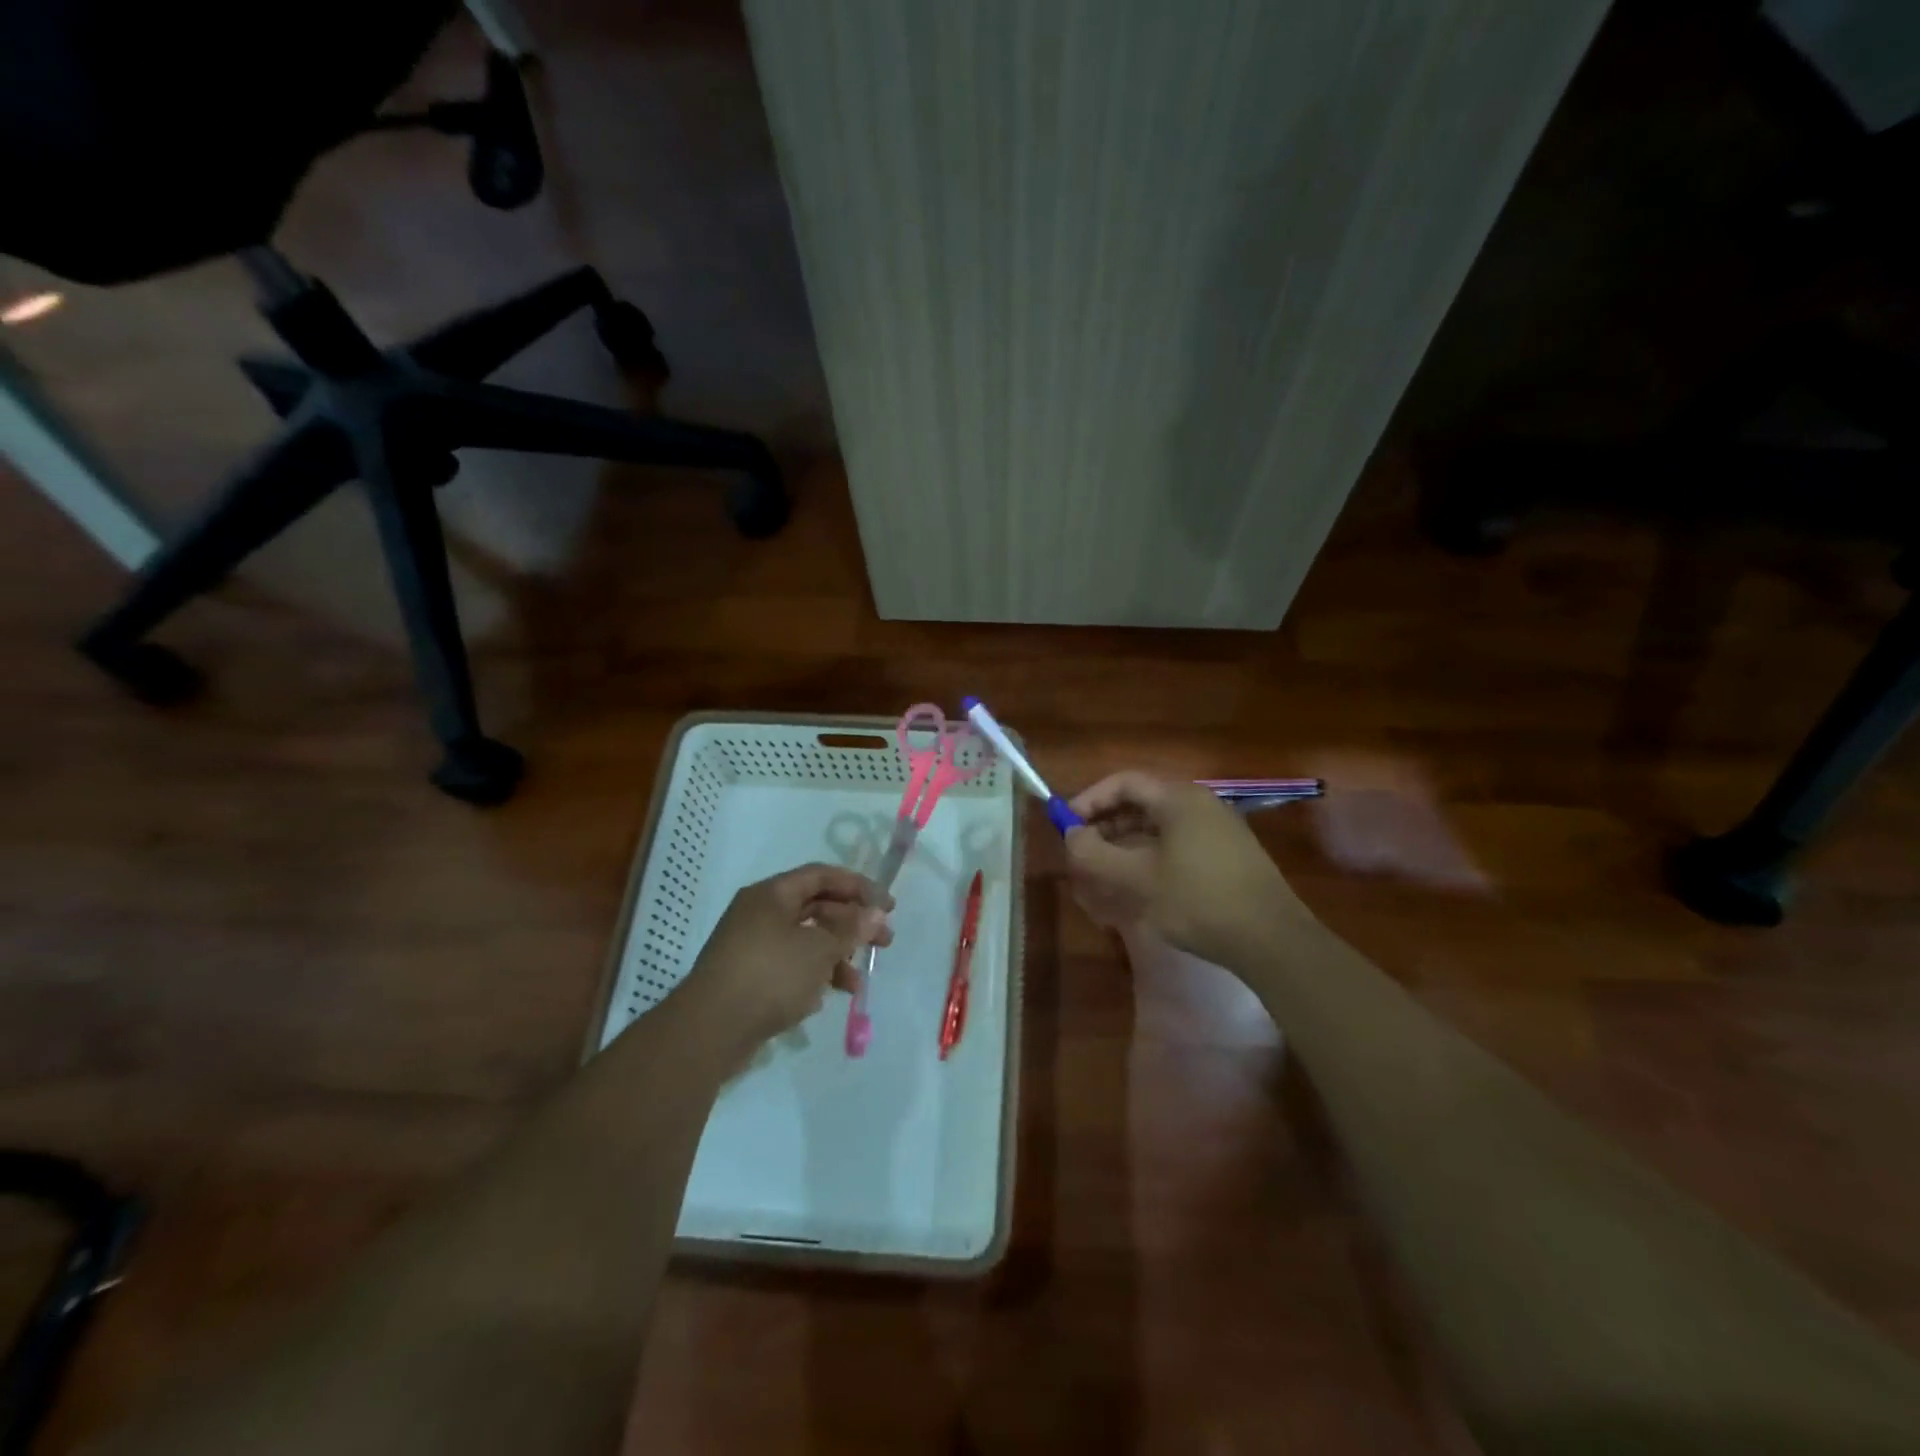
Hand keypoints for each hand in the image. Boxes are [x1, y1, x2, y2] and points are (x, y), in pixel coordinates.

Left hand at [676, 863, 892, 1053]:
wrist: (709, 1031)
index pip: (822, 876)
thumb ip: (851, 930)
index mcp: (772, 894)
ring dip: (835, 957)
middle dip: (852, 925)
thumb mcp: (819, 949)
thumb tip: (876, 914)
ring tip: (855, 984)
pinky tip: (824, 999)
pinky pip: (789, 967)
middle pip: (816, 908)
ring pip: (804, 941)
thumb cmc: (769, 975)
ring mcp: (751, 946)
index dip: (858, 886)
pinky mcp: (748, 978)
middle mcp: (759, 913)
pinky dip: (812, 977)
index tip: (888, 906)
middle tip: (884, 942)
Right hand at [1064, 771, 1304, 963]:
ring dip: (1126, 845)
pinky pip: (1177, 844)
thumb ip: (1096, 854)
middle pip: (1141, 803)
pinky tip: (1139, 886)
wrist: (1271, 939)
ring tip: (1104, 874)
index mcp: (1178, 798)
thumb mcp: (1137, 879)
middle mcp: (1199, 804)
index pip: (1123, 782)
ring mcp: (1217, 829)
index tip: (1067, 826)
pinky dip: (1150, 857)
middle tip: (1082, 853)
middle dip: (1106, 826)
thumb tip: (1071, 836)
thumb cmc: (1199, 900)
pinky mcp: (1227, 855)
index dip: (1089, 800)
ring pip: (1158, 827)